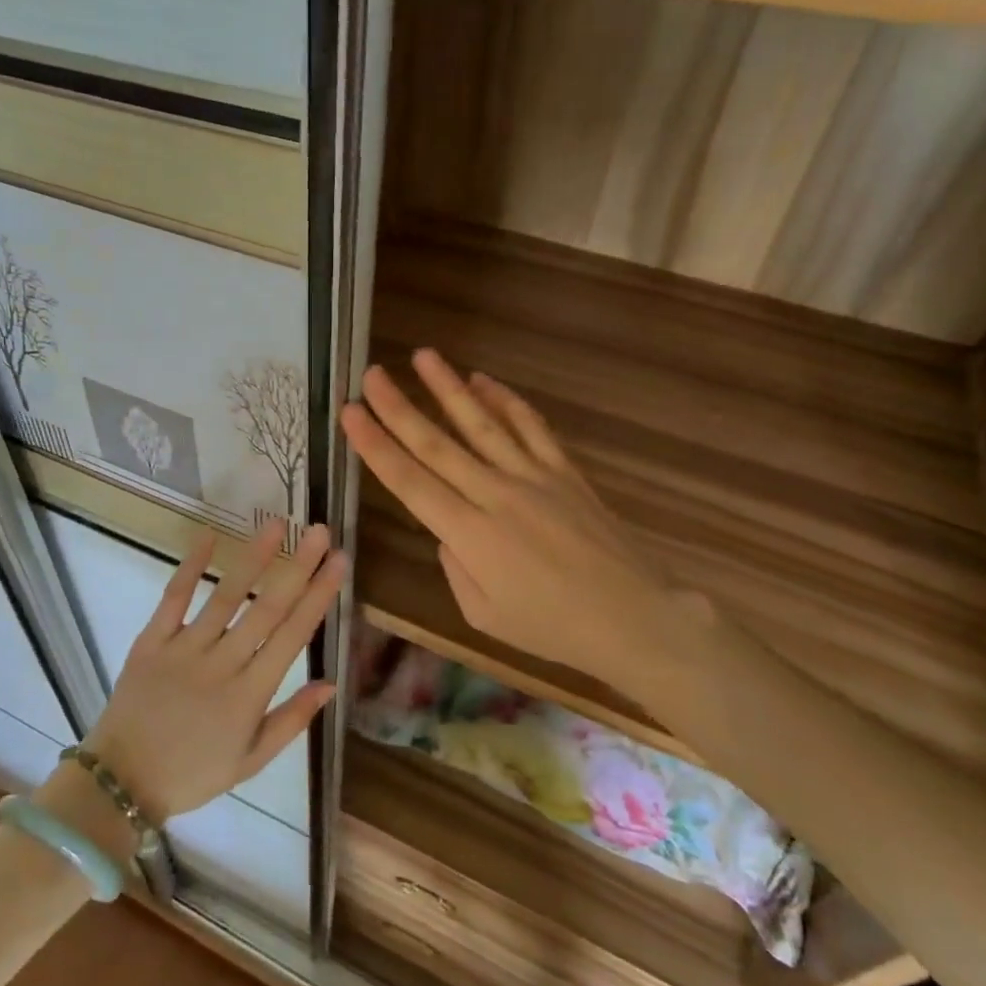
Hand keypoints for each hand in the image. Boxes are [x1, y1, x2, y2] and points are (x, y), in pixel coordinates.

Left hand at [80, 519, 344, 821]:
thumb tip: (331, 683)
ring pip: (225, 596)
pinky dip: (190, 566)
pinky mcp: (151, 641)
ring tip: (275, 525)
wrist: (121, 781)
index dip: (318, 596)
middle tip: (318, 531)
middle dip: (297, 567)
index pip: (293, 636)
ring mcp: (184, 649)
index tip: (339, 563)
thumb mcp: (251, 761)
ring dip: (252, 558)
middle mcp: (221, 664)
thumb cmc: (193, 773)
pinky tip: (209, 536)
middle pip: (266, 608)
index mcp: (249, 694)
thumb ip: (292, 720)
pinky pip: (173, 598)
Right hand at [341, 349, 685, 688]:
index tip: (350, 413)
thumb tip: (447, 532)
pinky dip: (506, 401)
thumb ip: (455, 568)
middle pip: (438, 444)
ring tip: (423, 356)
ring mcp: (534, 477)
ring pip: (482, 423)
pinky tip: (484, 381)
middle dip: (399, 407)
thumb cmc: (552, 628)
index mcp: (470, 535)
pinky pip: (531, 427)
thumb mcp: (484, 616)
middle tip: (372, 374)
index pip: (410, 481)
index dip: (375, 445)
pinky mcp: (565, 472)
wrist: (634, 618)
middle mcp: (496, 495)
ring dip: (448, 388)